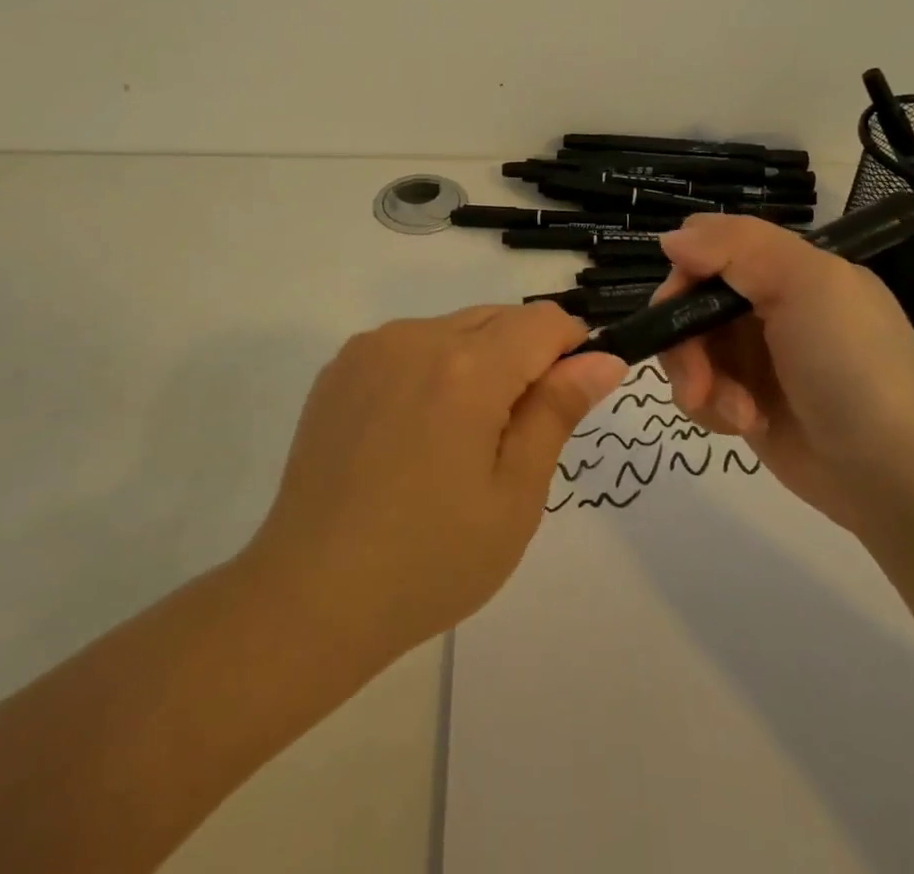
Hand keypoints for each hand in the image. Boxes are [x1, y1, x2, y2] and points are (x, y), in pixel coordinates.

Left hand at [242, 304, 627, 664]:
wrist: (310, 595)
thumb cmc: (431, 559)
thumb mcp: (515, 495)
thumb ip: (558, 411)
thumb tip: (603, 358)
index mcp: (468, 368)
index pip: (544, 321)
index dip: (571, 348)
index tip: (569, 395)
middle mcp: (418, 337)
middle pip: (498, 318)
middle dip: (524, 356)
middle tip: (512, 434)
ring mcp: (372, 348)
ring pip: (453, 329)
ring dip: (476, 361)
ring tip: (457, 440)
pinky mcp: (340, 367)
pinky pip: (408, 345)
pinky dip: (430, 369)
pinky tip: (412, 433)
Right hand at [655, 215, 913, 527]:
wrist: (894, 473)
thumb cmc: (852, 365)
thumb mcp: (807, 284)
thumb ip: (736, 247)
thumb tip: (669, 238)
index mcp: (787, 267)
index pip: (710, 247)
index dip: (686, 272)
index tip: (680, 305)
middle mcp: (766, 305)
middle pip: (688, 301)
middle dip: (683, 339)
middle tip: (697, 378)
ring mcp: (754, 356)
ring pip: (686, 347)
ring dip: (698, 379)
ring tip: (735, 412)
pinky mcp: (745, 401)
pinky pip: (699, 389)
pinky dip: (711, 406)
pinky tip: (745, 425)